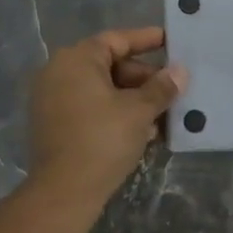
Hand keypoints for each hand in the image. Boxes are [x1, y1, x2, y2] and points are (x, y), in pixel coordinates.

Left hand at [26, 27, 186, 208]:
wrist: (64, 192)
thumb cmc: (103, 139)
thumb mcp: (139, 111)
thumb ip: (161, 88)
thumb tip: (180, 72)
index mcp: (77, 60)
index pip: (117, 40)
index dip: (147, 40)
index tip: (171, 40)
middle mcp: (59, 72)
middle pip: (110, 65)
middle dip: (143, 78)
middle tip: (171, 89)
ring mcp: (52, 99)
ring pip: (102, 89)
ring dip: (133, 99)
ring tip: (163, 114)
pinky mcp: (54, 124)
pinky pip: (90, 107)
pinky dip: (115, 112)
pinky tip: (142, 131)